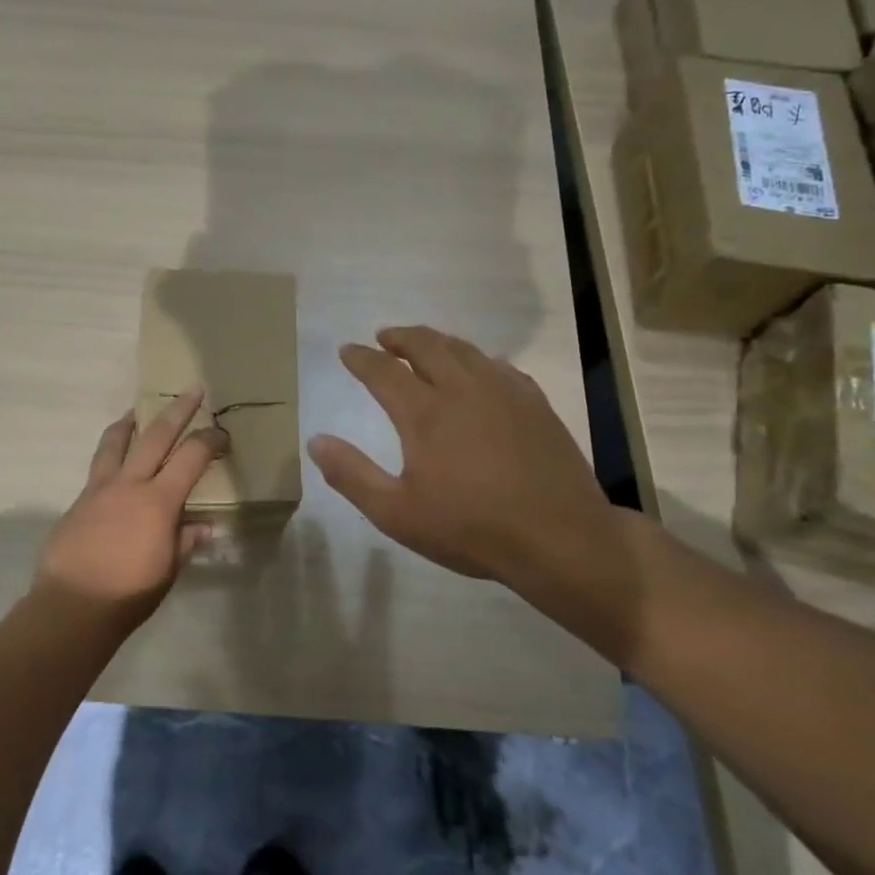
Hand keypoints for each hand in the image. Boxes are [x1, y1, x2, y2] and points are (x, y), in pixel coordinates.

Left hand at [34, 388, 229, 635]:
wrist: (72, 606)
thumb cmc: (129, 593)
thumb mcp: (168, 570)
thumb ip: (185, 541)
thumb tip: (202, 526)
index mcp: (158, 501)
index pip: (191, 458)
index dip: (210, 440)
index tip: (223, 434)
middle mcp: (129, 484)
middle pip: (155, 435)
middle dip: (177, 410)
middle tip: (191, 390)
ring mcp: (99, 489)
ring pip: (115, 442)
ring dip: (130, 422)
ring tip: (136, 410)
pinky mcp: (78, 501)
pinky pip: (98, 466)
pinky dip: (109, 453)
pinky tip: (114, 462)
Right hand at [307, 326, 644, 659]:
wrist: (559, 537)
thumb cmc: (470, 528)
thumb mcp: (396, 513)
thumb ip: (351, 475)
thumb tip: (316, 441)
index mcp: (424, 413)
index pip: (383, 371)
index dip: (361, 358)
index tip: (347, 350)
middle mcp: (463, 389)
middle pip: (426, 346)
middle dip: (400, 337)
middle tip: (384, 337)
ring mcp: (504, 392)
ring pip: (464, 349)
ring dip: (437, 341)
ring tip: (424, 345)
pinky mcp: (534, 403)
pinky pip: (499, 365)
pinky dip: (476, 359)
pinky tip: (478, 369)